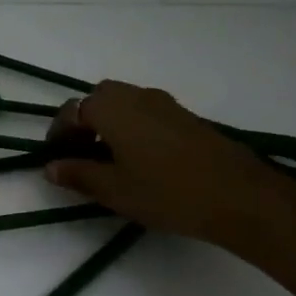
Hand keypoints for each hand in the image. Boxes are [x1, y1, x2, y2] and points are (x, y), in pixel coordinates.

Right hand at [43, 81, 295, 248]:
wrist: (244, 198)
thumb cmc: (168, 192)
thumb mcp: (114, 190)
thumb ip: (78, 174)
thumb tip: (50, 167)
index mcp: (111, 109)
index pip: (71, 111)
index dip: (58, 134)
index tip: (56, 159)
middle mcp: (136, 96)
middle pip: (99, 99)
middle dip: (85, 122)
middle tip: (82, 154)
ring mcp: (166, 105)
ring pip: (125, 104)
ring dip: (111, 124)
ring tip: (111, 159)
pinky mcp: (189, 118)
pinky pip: (148, 113)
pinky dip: (134, 128)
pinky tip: (142, 160)